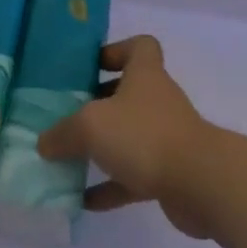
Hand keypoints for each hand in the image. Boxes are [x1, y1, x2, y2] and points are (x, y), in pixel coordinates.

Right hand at [37, 36, 216, 237]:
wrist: (201, 184)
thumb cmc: (144, 136)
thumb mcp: (91, 126)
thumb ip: (64, 132)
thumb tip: (45, 142)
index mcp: (145, 74)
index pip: (139, 47)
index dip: (116, 50)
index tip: (90, 67)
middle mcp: (157, 100)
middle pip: (129, 92)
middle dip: (100, 103)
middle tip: (68, 114)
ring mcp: (165, 137)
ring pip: (130, 135)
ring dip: (104, 147)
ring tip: (70, 159)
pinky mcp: (169, 173)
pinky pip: (133, 176)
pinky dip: (111, 186)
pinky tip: (85, 200)